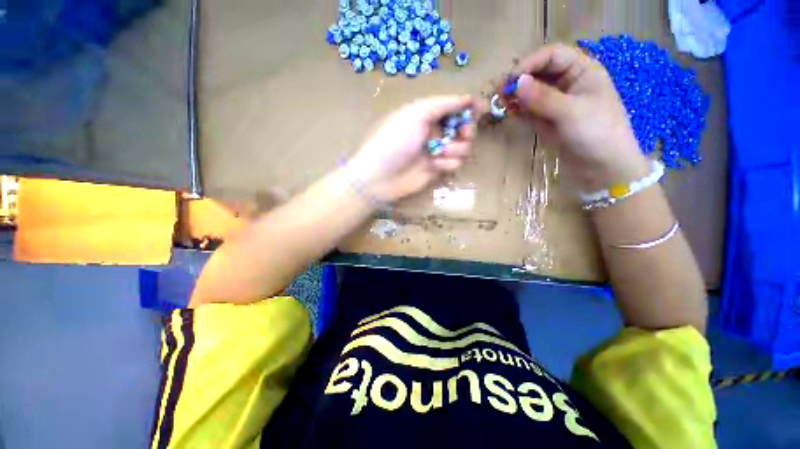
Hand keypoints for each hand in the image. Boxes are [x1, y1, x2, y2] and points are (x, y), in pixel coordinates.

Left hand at [346, 95, 476, 203]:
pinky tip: (435, 166)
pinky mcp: (437, 169)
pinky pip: (455, 164)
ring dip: (457, 148)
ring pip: (463, 146)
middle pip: (463, 126)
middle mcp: (434, 131)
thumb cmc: (396, 141)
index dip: (468, 106)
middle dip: (466, 129)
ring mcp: (436, 151)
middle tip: (463, 134)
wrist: (381, 177)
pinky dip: (448, 164)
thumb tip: (467, 98)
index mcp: (426, 114)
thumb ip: (443, 104)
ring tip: (441, 153)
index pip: (454, 106)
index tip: (480, 109)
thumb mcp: (416, 115)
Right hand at [513, 44, 648, 189]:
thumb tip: (516, 83)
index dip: (530, 64)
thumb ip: (543, 97)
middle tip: (499, 93)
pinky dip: (518, 110)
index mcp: (582, 71)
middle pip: (539, 73)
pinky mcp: (548, 120)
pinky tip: (508, 113)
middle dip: (519, 80)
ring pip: (531, 92)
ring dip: (516, 96)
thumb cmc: (597, 133)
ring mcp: (556, 103)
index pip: (552, 56)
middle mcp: (568, 83)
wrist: (603, 167)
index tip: (510, 80)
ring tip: (500, 104)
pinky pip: (529, 110)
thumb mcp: (571, 112)